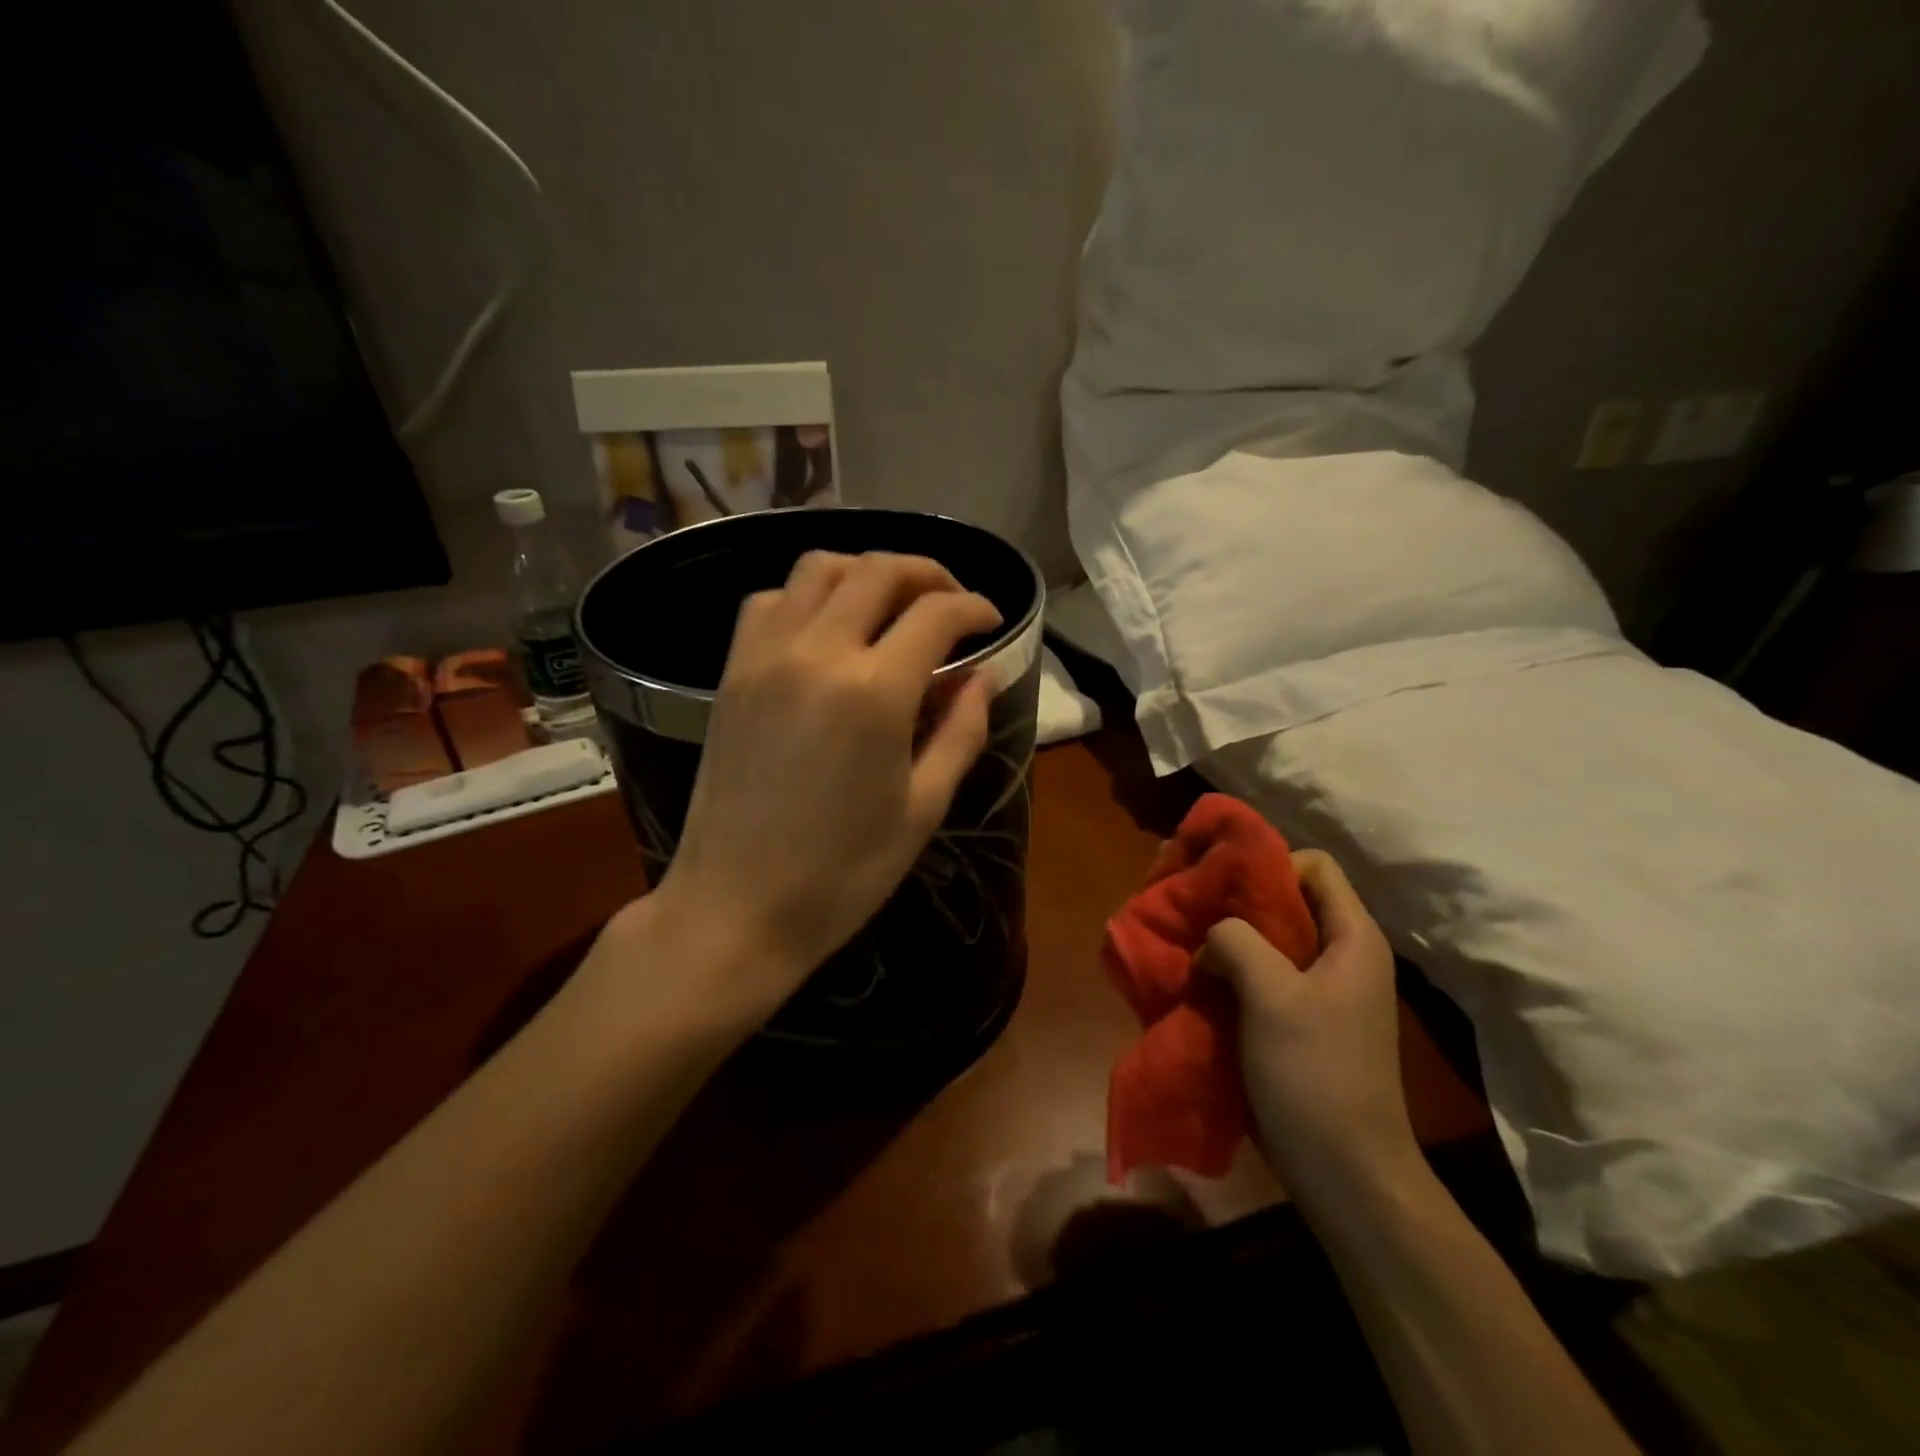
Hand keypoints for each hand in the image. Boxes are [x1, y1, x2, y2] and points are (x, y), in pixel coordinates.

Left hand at [646, 550, 1001, 1019]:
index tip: (992, 623)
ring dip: (865, 571)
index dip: (974, 607)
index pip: (936, 613)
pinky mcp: (732, 672)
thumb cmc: (842, 872)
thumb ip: (962, 730)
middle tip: (951, 602)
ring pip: (818, 567)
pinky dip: (808, 595)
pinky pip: (770, 601)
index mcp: (875, 691)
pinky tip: (827, 629)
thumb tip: (983, 676)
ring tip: (891, 604)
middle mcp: (818, 652)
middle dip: (927, 573)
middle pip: (878, 569)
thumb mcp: (924, 808)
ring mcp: (766, 656)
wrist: (737, 906)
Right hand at [1199, 851, 1419, 1203]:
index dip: (1268, 866)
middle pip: (1285, 902)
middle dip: (1234, 901)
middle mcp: (1340, 955)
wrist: (1345, 1173)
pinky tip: (1197, 983)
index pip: (1313, 866)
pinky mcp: (1298, 1021)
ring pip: (1267, 940)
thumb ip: (1236, 941)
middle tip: (1188, 908)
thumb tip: (1210, 934)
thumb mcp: (1272, 996)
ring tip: (1184, 945)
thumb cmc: (1316, 1075)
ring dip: (1225, 940)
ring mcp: (1319, 991)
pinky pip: (1259, 976)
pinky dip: (1228, 973)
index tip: (1223, 887)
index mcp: (1351, 939)